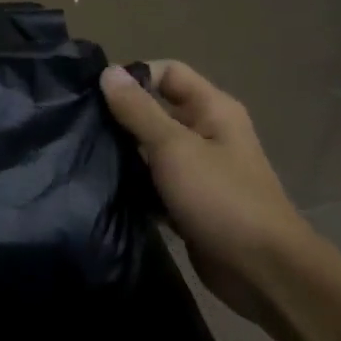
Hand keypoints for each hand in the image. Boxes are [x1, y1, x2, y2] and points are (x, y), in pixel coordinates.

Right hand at [101, 62, 314, 331]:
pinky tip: (102, 187)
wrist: (261, 269)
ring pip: (151, 148)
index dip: (133, 76)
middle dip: (121, 115)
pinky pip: (153, 182)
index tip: (93, 95)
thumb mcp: (174, 147)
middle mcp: (207, 132)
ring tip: (83, 154)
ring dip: (123, 151)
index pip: (167, 73)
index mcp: (212, 109)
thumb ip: (139, 110)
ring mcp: (198, 169)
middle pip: (157, 110)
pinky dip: (133, 183)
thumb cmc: (221, 198)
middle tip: (79, 125)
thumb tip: (108, 71)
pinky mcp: (188, 201)